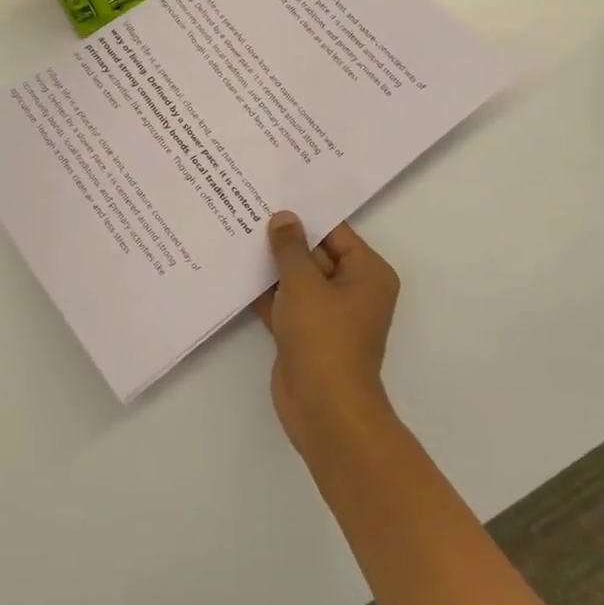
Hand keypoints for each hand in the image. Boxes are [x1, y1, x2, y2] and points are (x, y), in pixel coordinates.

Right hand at [256, 213, 400, 455]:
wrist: (324, 408)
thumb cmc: (323, 336)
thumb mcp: (304, 283)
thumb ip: (290, 248)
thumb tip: (284, 218)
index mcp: (367, 273)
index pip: (335, 232)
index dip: (305, 216)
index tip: (274, 196)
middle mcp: (353, 290)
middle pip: (316, 254)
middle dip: (284, 240)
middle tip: (248, 210)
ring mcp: (329, 315)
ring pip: (298, 280)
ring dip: (272, 267)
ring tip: (237, 235)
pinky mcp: (306, 334)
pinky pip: (286, 304)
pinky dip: (266, 293)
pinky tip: (236, 274)